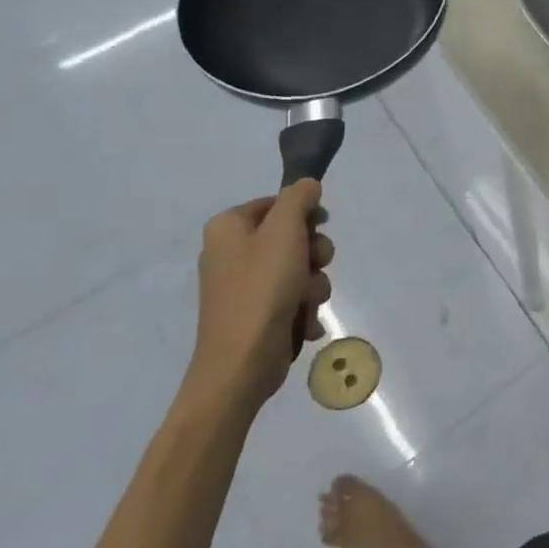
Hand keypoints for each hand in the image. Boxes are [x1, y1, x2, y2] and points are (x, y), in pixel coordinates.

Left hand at [187, 181, 334, 417]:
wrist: (242, 363)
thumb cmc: (262, 289)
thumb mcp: (285, 232)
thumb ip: (298, 199)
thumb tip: (307, 184)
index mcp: (227, 228)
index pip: (277, 204)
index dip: (305, 215)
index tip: (321, 227)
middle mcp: (230, 253)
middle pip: (291, 237)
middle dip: (313, 255)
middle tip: (315, 266)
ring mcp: (243, 286)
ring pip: (298, 270)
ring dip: (313, 286)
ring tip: (307, 304)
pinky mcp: (256, 314)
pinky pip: (292, 299)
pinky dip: (303, 310)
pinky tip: (302, 323)